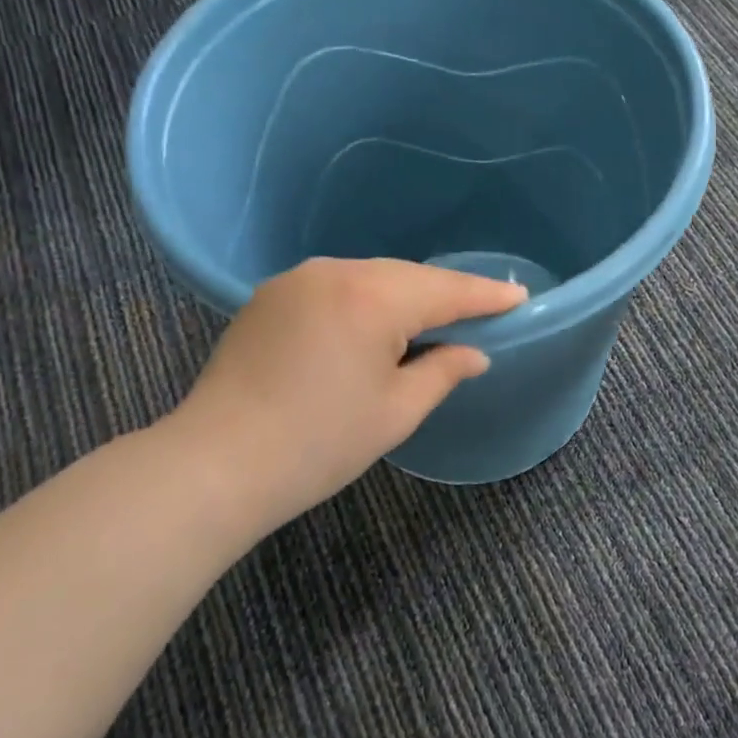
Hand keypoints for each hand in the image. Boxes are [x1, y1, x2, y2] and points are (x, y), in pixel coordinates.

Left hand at [165, 257, 526, 537]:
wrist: (216, 465)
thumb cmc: (319, 444)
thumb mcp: (397, 412)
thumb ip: (443, 371)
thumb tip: (474, 353)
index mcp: (371, 298)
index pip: (445, 291)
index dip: (486, 296)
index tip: (520, 295)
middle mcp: (334, 273)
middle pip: (408, 277)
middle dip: (446, 294)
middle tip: (484, 310)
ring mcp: (297, 281)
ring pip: (372, 278)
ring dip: (406, 296)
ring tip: (435, 319)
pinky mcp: (271, 297)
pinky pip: (338, 287)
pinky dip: (368, 300)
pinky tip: (378, 323)